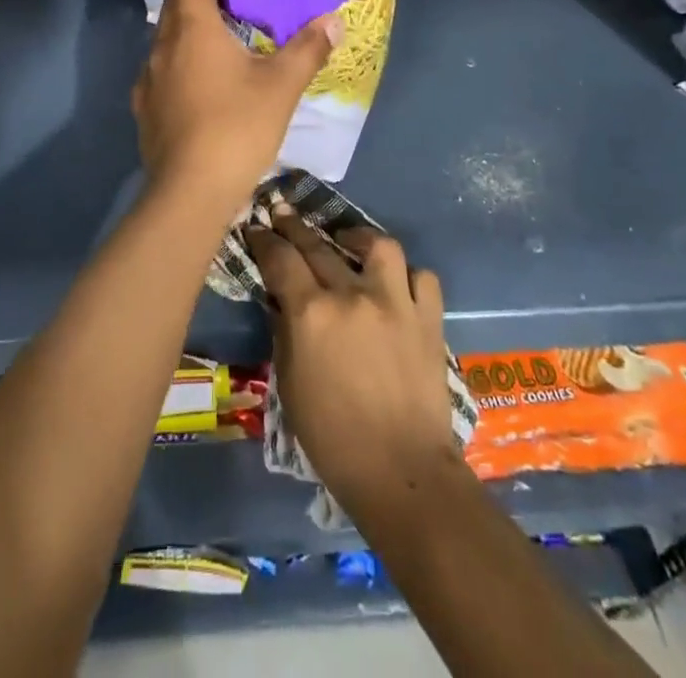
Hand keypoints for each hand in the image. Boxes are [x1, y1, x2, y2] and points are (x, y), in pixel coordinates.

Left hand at [131, 0, 338, 225]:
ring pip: (167, 38)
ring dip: (190, 29)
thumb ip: (308, 48)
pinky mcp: (145, 109)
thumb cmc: (237, 127)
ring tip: (224, 36)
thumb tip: (333, 20)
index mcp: (192, 28)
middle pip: (176, 3)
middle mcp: (163, 46)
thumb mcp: (281, 86)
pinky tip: (204, 83)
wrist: (189, 192)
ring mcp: (149, 79)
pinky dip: (182, 62)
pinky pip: (162, 70)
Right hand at [247, 210, 459, 516]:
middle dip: (295, 226)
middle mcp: (352, 295)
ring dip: (357, 237)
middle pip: (318, 244)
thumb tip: (282, 299)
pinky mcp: (428, 318)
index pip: (280, 258)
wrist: (401, 471)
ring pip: (378, 245)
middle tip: (283, 214)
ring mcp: (395, 302)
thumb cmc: (332, 437)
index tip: (256, 227)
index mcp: (312, 313)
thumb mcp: (288, 384)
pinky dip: (407, 275)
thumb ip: (284, 331)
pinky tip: (395, 283)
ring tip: (346, 241)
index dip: (264, 239)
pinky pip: (421, 277)